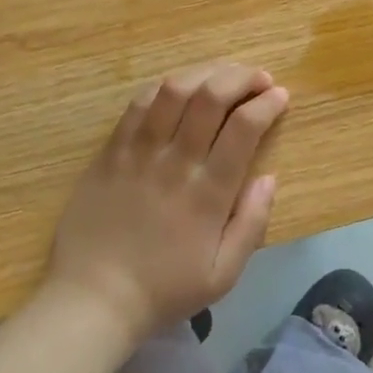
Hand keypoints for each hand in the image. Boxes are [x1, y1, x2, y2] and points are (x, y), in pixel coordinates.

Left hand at [45, 63, 288, 341]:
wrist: (92, 300)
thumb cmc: (164, 290)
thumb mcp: (223, 274)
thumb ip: (252, 223)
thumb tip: (271, 177)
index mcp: (209, 193)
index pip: (244, 127)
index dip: (267, 103)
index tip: (280, 95)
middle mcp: (176, 162)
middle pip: (211, 96)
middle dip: (242, 76)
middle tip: (258, 77)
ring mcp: (139, 152)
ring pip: (174, 90)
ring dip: (206, 72)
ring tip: (223, 73)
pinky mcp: (111, 151)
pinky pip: (138, 104)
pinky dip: (165, 86)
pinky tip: (179, 86)